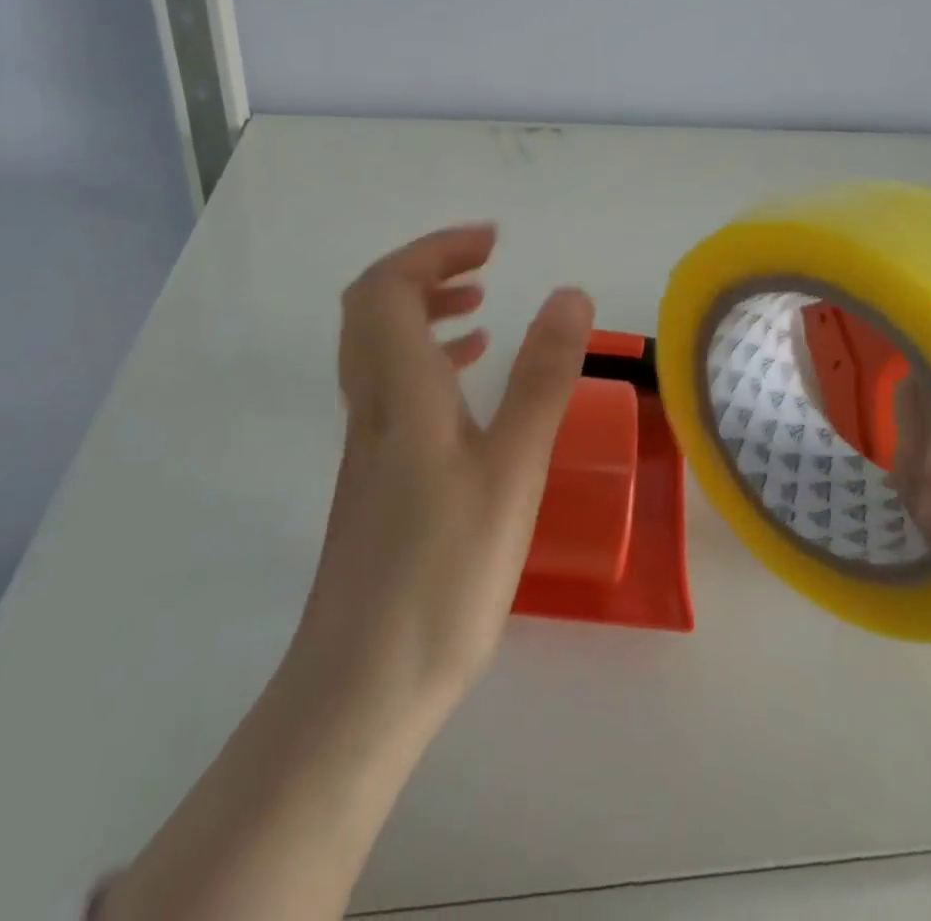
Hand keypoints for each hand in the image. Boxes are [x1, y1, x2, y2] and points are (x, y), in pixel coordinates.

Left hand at [291, 224, 594, 723]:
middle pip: (372, 308)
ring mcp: (367, 444)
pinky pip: (392, 390)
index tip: (491, 243)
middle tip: (483, 264)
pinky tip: (468, 385)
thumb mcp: (512, 471)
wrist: (361, 688)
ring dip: (423, 312)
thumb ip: (542, 380)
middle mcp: (372, 406)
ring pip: (378, 349)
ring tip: (481, 309)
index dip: (434, 251)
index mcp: (400, 392)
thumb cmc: (442, 576)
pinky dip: (426, 362)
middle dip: (426, 270)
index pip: (390, 287)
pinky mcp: (375, 478)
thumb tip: (569, 294)